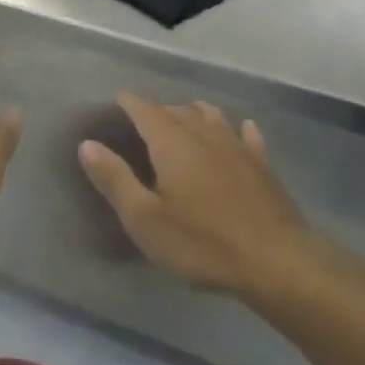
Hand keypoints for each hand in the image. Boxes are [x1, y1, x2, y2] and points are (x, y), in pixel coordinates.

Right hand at [79, 95, 314, 297]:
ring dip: (193, 114)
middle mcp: (204, 132)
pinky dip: (236, 130)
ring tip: (182, 122)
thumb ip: (114, 179)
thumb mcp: (145, 219)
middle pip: (176, 109)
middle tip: (141, 124)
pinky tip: (239, 132)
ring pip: (211, 115)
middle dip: (157, 111)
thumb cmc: (202, 243)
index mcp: (171, 141)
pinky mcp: (262, 164)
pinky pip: (246, 135)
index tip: (115, 103)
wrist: (276, 261)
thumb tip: (87, 144)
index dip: (128, 103)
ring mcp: (237, 145)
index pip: (144, 108)